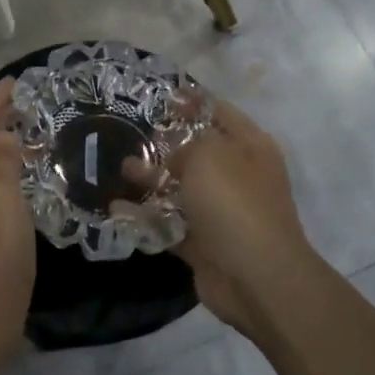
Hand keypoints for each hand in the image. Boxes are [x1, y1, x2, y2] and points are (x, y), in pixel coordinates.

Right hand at [126, 100, 320, 336]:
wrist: (256, 277)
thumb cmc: (234, 202)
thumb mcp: (208, 154)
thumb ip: (186, 144)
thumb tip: (175, 156)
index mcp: (250, 146)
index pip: (219, 112)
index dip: (191, 102)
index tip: (160, 97)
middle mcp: (239, 175)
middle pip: (198, 151)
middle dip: (165, 143)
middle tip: (132, 133)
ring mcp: (222, 211)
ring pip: (182, 188)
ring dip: (152, 179)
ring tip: (122, 170)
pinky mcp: (205, 242)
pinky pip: (171, 223)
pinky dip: (147, 217)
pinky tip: (118, 209)